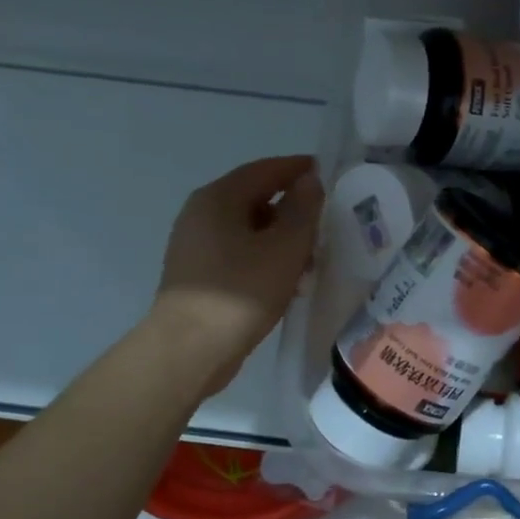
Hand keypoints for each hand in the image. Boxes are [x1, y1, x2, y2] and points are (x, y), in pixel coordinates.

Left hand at [152, 154, 324, 389]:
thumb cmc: (241, 292)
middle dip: (293, 209)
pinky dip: (265, 258)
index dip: (299, 169)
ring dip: (282, 239)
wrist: (190, 349)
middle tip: (326, 224)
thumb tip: (310, 181)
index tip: (329, 173)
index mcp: (219, 198)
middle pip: (256, 199)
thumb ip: (303, 210)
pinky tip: (287, 282)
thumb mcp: (285, 248)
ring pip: (249, 230)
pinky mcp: (199, 274)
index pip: (265, 170)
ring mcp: (196, 245)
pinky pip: (239, 254)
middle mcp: (201, 214)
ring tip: (312, 260)